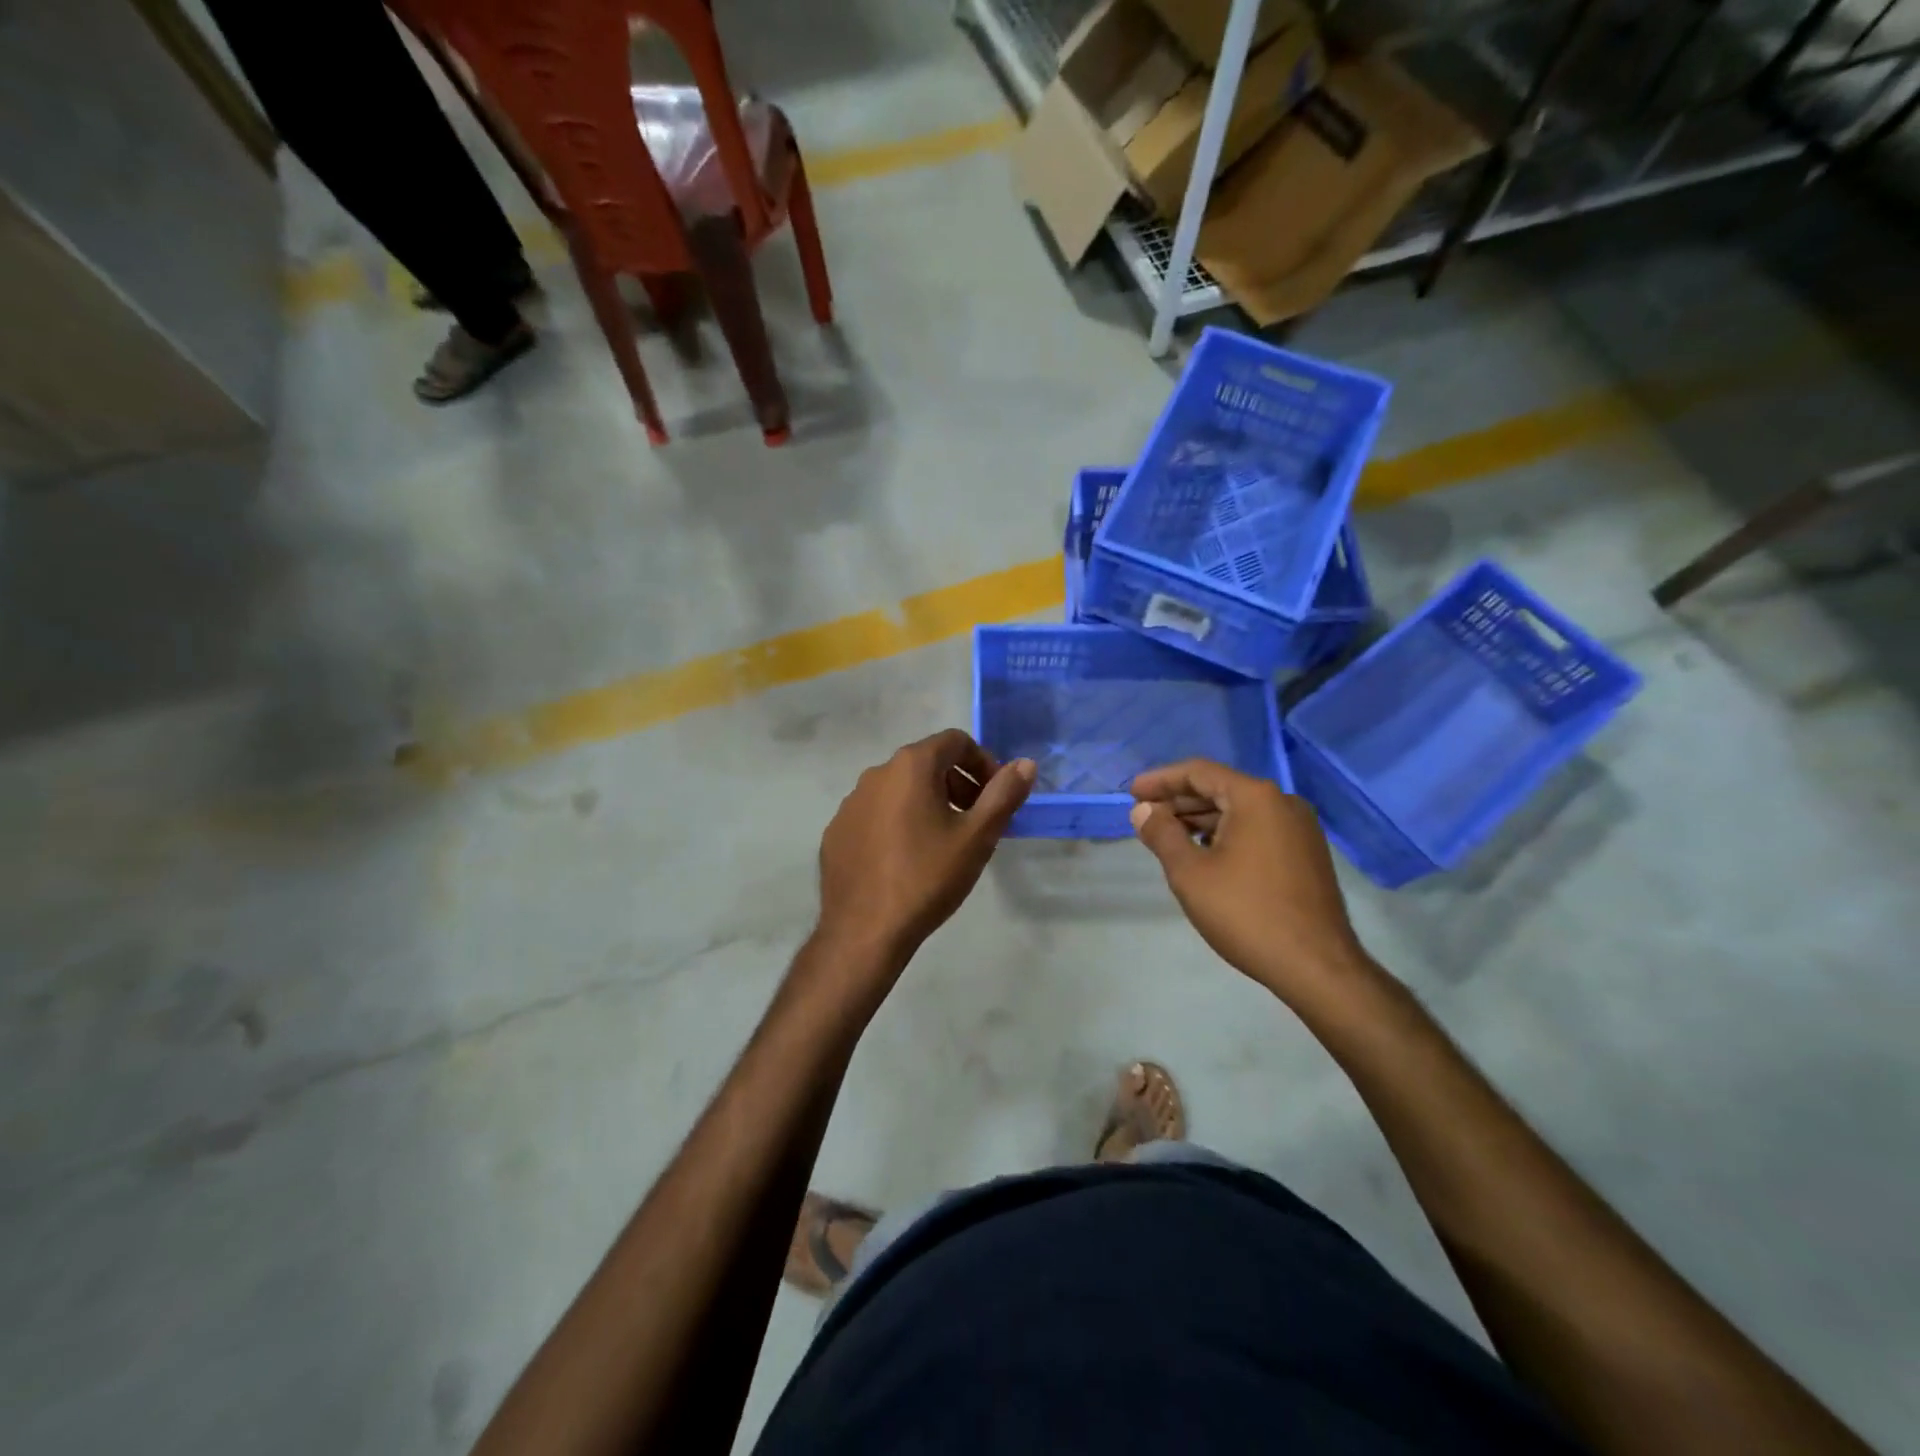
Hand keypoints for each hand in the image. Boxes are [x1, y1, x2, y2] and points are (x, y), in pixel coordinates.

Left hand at [815, 729, 1034, 979]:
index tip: (995, 797)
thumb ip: (1003, 794)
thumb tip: (1025, 764)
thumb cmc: (927, 877)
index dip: (983, 763)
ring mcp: (850, 803)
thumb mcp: (977, 837)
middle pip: (926, 763)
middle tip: (976, 821)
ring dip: (927, 803)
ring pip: (899, 790)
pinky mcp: (837, 832)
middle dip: (958, 784)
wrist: (865, 931)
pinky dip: (897, 824)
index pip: (955, 741)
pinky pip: (875, 815)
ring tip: (943, 843)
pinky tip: (906, 860)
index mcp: (910, 766)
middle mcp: (875, 774)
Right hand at [1130, 759, 1368, 1006]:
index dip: (1161, 780)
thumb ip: (1162, 834)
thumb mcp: (1190, 873)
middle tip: (1145, 816)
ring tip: (1168, 837)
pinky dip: (1226, 834)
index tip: (1132, 793)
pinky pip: (1257, 830)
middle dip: (1179, 801)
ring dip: (1201, 820)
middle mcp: (1283, 803)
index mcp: (1256, 798)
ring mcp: (1300, 829)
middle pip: (1220, 789)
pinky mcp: (1306, 854)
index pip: (1199, 772)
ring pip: (1239, 812)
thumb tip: (1143, 811)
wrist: (1317, 967)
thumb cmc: (1246, 913)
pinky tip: (1205, 855)